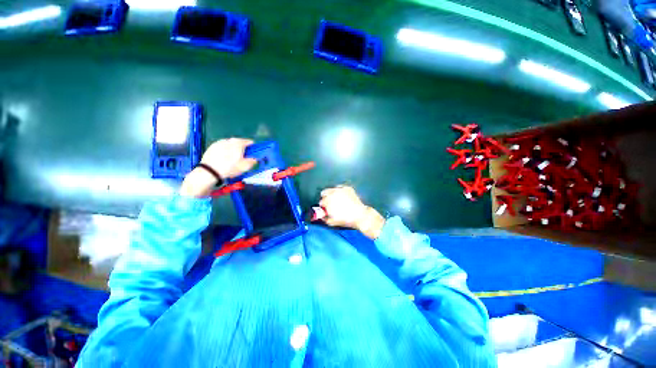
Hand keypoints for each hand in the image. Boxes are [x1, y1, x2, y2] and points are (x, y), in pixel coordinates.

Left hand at [180, 138, 256, 196]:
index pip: (248, 142)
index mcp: (238, 143)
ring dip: (232, 149)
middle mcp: (229, 140)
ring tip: (232, 158)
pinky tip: (223, 159)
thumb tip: (254, 159)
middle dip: (241, 148)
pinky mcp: (211, 147)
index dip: (252, 147)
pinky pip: (222, 148)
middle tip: (242, 156)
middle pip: (238, 142)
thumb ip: (252, 161)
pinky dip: (224, 151)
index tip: (252, 152)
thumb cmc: (230, 167)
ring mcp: (219, 143)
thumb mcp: (245, 166)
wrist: (210, 171)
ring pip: (229, 145)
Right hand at [319, 186, 384, 239]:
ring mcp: (341, 189)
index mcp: (328, 201)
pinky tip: (342, 196)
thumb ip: (324, 218)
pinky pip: (340, 187)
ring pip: (332, 189)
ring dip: (332, 194)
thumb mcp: (332, 222)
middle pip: (324, 193)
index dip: (323, 206)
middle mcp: (333, 193)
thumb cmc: (346, 219)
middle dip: (326, 198)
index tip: (326, 209)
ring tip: (337, 200)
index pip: (321, 202)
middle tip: (330, 203)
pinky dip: (340, 191)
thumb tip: (322, 215)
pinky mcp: (347, 188)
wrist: (360, 215)